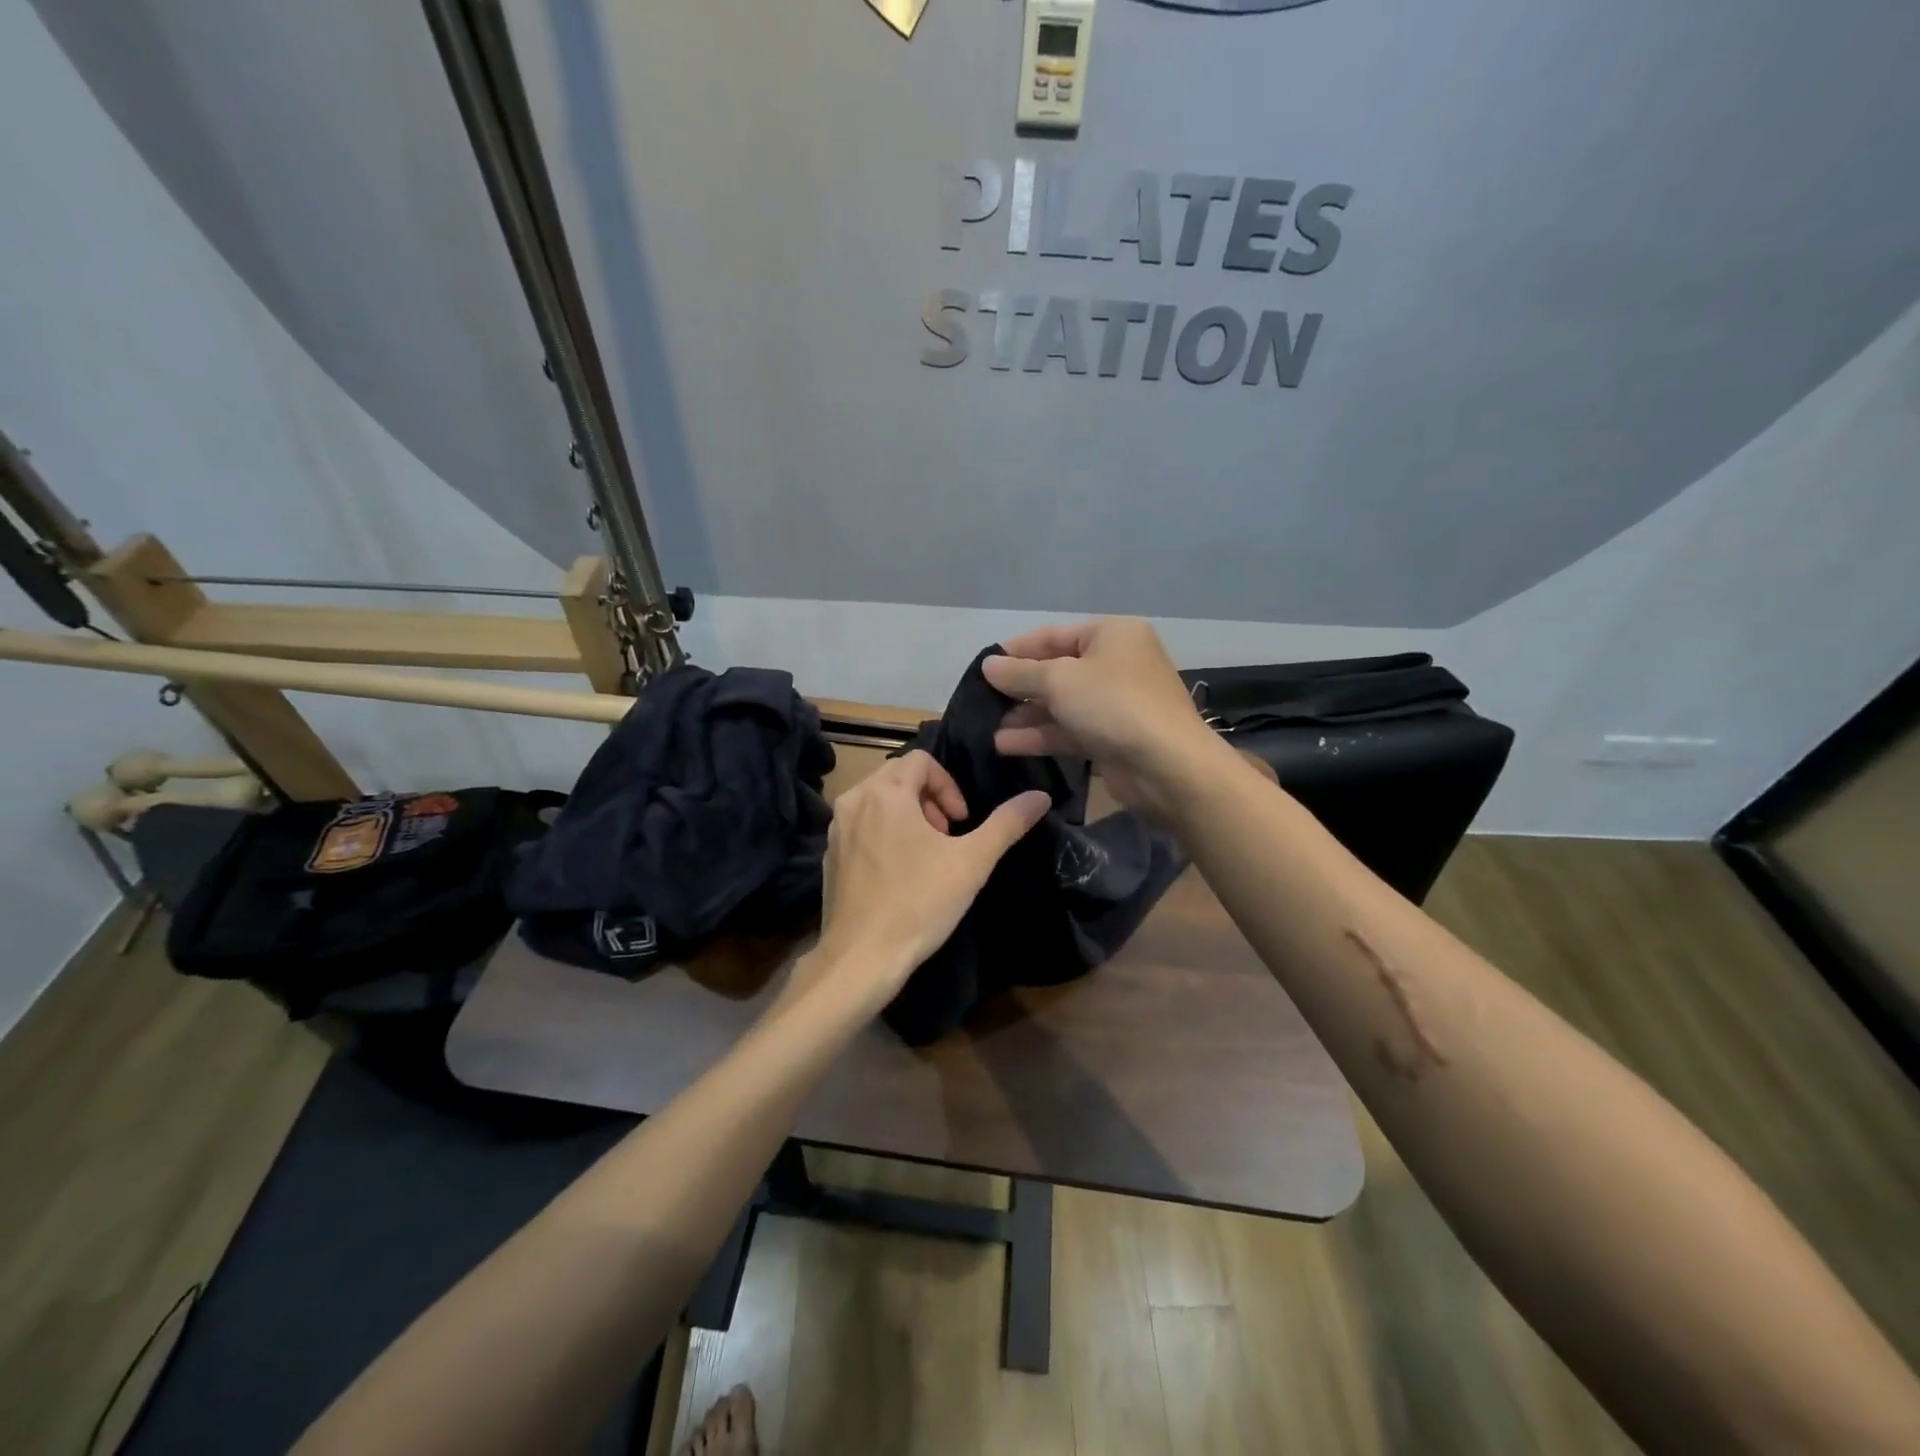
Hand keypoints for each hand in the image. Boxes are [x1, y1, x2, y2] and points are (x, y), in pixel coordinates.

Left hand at [805, 751, 1049, 1008]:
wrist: (861, 957)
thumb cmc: (919, 902)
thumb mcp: (972, 861)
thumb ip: (1007, 823)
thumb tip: (1040, 796)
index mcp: (885, 792)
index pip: (922, 760)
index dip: (949, 785)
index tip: (962, 822)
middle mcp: (854, 800)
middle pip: (898, 776)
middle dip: (929, 798)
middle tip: (947, 836)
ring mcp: (836, 829)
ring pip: (877, 800)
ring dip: (908, 814)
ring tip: (926, 854)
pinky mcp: (829, 855)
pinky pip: (861, 825)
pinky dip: (884, 832)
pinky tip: (899, 873)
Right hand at [982, 618, 1233, 819]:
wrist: (1167, 766)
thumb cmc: (1113, 704)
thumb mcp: (1060, 680)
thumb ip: (1020, 673)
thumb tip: (988, 665)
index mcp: (1111, 635)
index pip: (1053, 635)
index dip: (1016, 650)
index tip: (983, 665)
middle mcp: (1116, 663)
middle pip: (1057, 671)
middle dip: (1019, 687)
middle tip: (981, 700)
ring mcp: (1115, 703)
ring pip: (1061, 704)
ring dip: (1025, 715)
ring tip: (986, 727)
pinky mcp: (1112, 737)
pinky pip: (1069, 730)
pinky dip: (1041, 735)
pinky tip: (1005, 744)